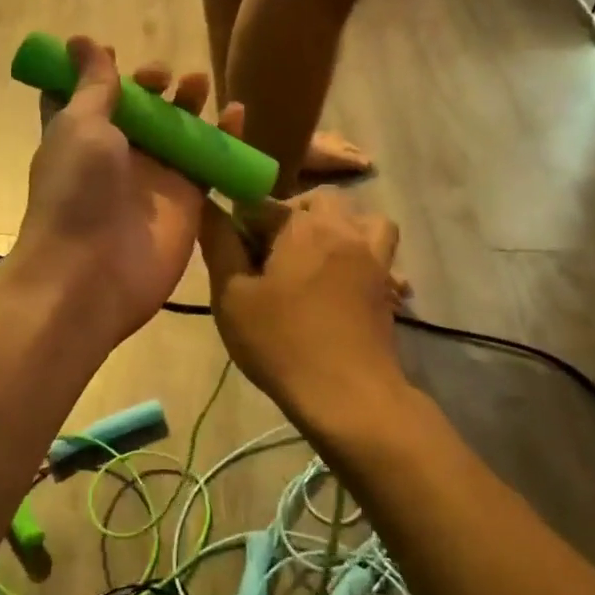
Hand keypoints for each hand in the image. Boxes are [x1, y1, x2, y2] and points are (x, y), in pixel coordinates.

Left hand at [18, 36, 244, 343]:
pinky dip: (226, 138)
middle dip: (151, 87)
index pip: (87, 98)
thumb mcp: (80, 125)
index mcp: (79, 135)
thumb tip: (81, 40)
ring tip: (199, 83)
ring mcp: (153, 179)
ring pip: (177, 133)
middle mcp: (116, 155)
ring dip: (188, 105)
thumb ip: (93, 85)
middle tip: (162, 76)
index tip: (113, 52)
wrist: (92, 272)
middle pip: (140, 111)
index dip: (99, 74)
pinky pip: (209, 162)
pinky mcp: (187, 200)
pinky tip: (237, 113)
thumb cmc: (76, 190)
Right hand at [199, 189, 404, 432]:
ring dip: (338, 227)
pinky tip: (346, 283)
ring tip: (315, 258)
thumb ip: (219, 244)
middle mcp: (343, 229)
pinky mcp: (387, 286)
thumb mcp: (232, 296)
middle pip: (318, 201)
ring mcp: (373, 257)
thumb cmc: (281, 343)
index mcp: (302, 225)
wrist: (347, 394)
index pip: (262, 203)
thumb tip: (207, 204)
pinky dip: (365, 256)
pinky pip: (381, 254)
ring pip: (361, 219)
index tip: (234, 258)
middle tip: (270, 257)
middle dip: (291, 217)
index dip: (242, 226)